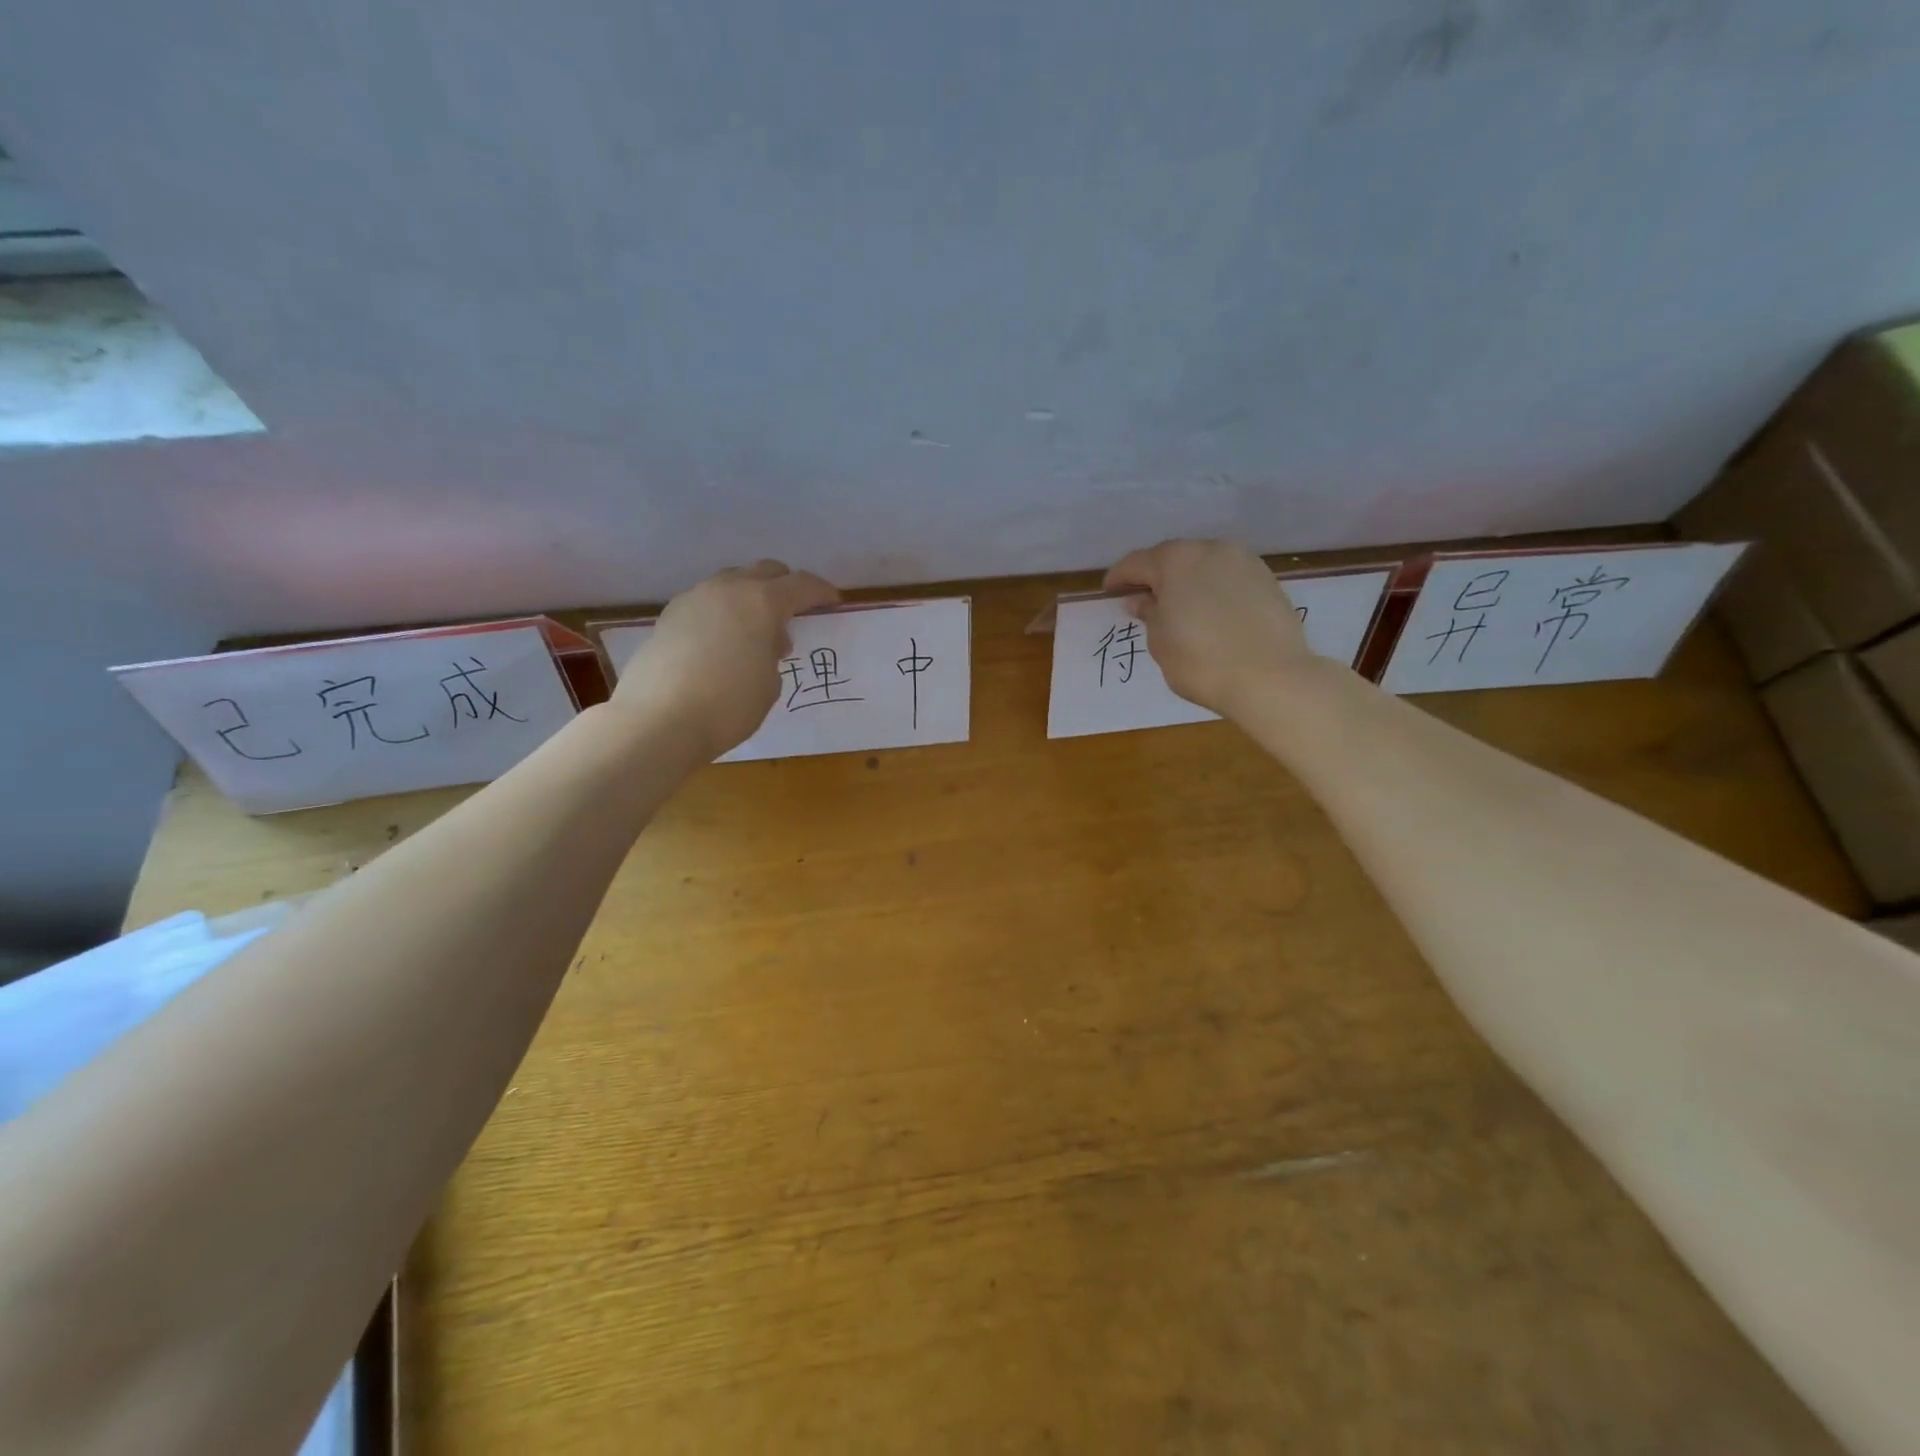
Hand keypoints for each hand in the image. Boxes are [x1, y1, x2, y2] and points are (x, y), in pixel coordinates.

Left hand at [614, 560, 839, 756]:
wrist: (658, 720)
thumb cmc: (729, 705)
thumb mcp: (770, 683)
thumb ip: (772, 653)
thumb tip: (763, 641)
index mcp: (762, 602)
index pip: (801, 585)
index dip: (821, 592)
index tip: (833, 602)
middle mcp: (727, 589)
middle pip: (765, 571)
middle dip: (785, 586)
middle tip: (795, 612)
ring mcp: (693, 599)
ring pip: (732, 583)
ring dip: (751, 598)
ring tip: (755, 631)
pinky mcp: (669, 617)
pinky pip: (707, 603)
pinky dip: (723, 613)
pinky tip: (723, 642)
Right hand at [1103, 539, 1312, 717]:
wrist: (1271, 677)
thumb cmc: (1200, 661)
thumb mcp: (1160, 642)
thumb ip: (1149, 614)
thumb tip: (1141, 600)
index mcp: (1174, 560)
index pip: (1136, 563)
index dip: (1119, 578)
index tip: (1110, 592)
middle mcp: (1209, 549)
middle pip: (1172, 558)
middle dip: (1155, 576)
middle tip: (1144, 599)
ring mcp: (1243, 561)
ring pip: (1203, 564)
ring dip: (1187, 581)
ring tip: (1180, 607)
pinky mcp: (1267, 578)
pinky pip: (1228, 577)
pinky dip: (1213, 589)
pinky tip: (1211, 612)